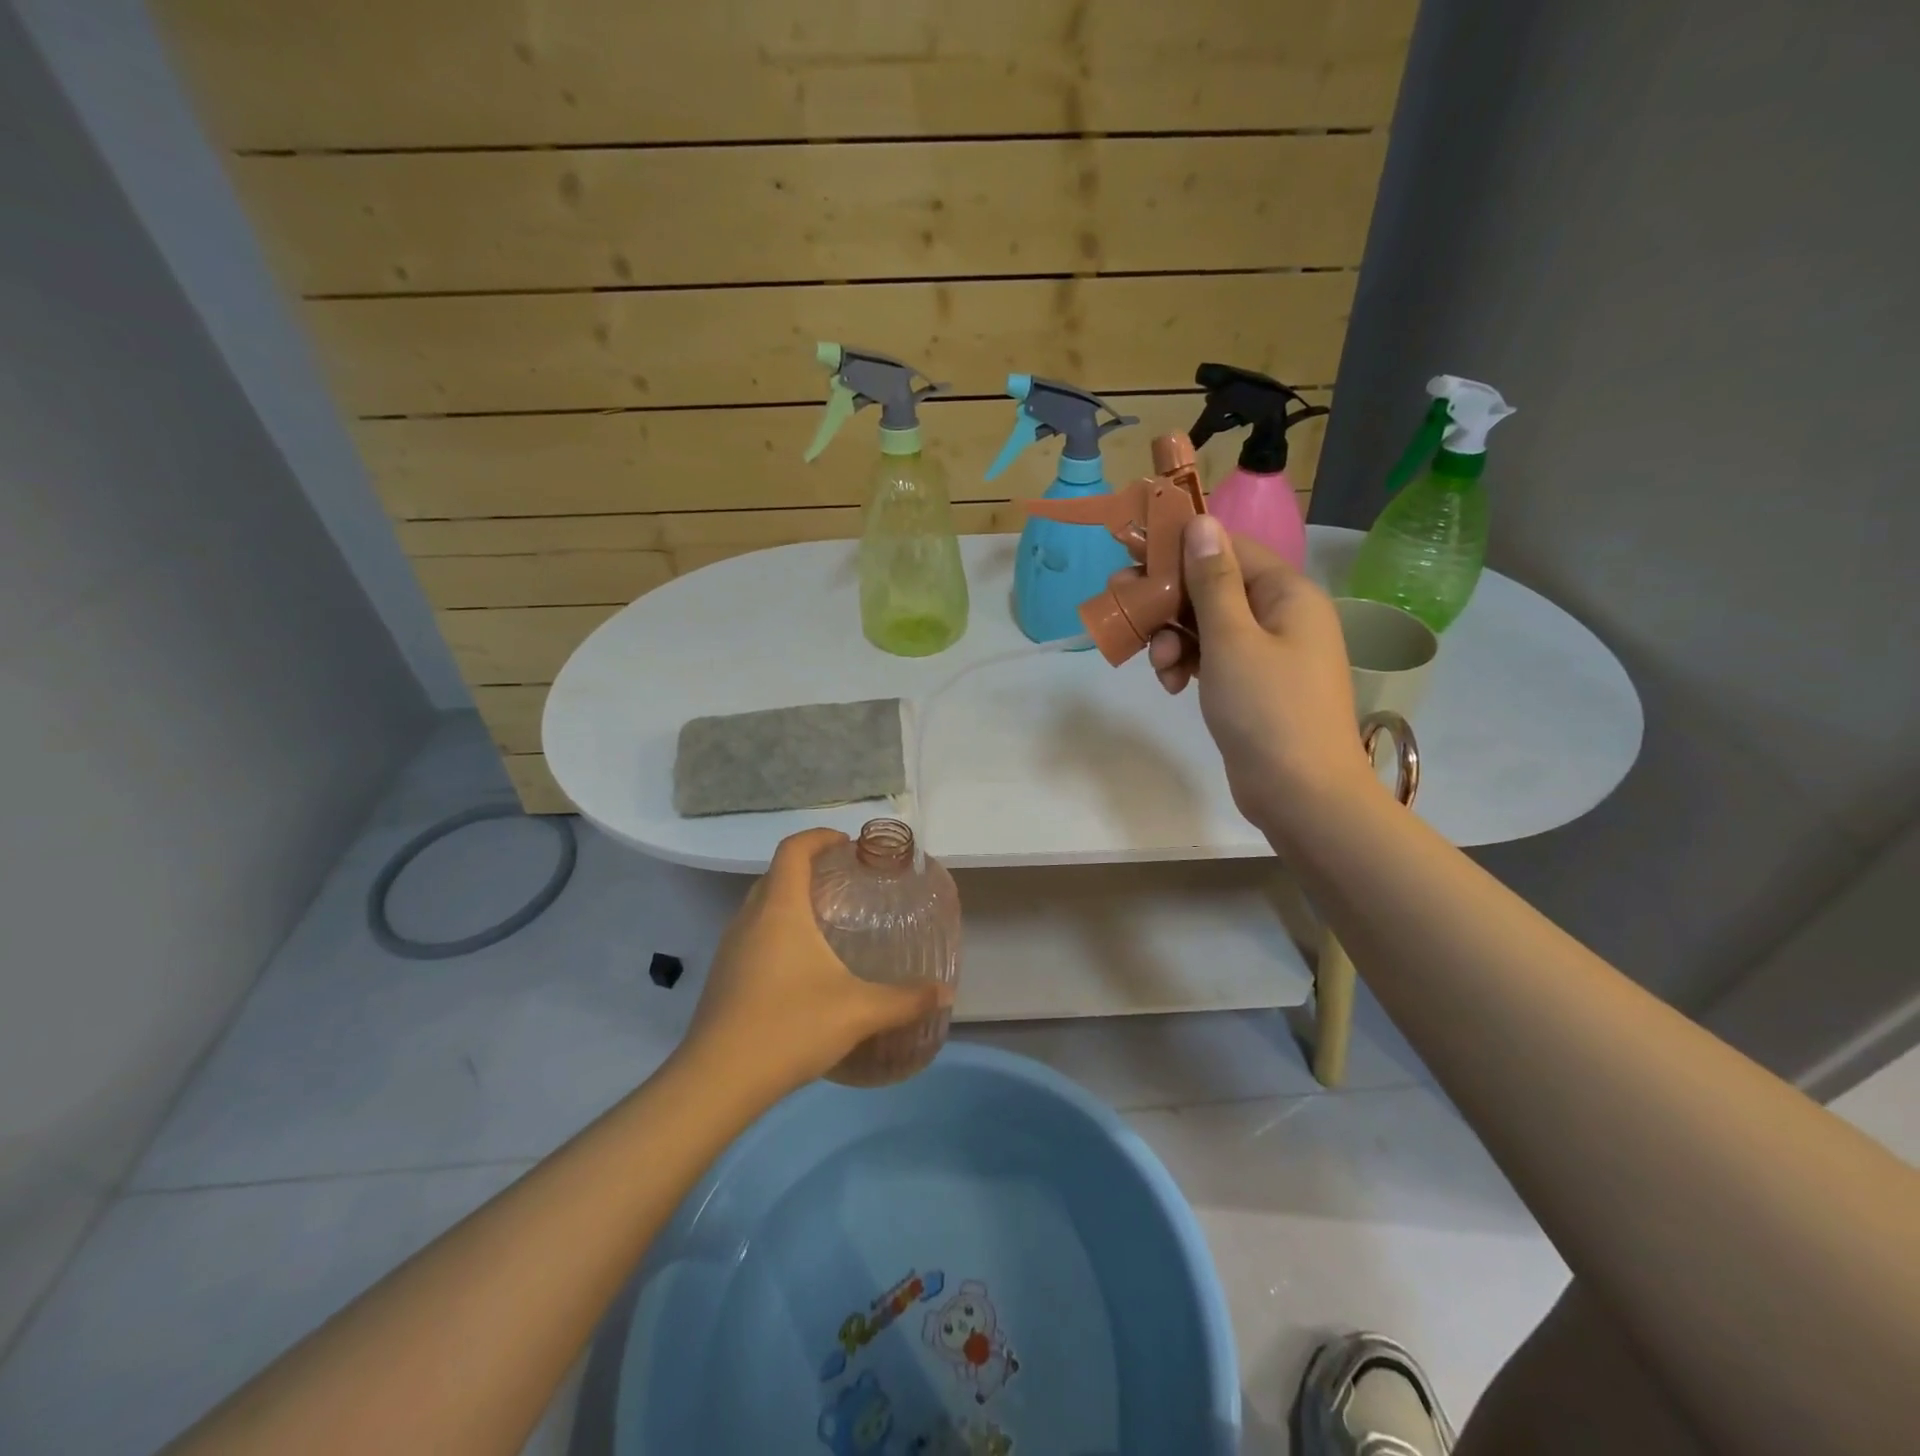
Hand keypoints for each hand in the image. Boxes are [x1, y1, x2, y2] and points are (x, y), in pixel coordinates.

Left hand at [679, 829, 952, 1100]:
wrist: (717, 1081)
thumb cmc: (789, 1026)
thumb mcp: (858, 1011)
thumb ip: (905, 1000)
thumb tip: (945, 993)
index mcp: (780, 908)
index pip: (793, 849)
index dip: (819, 837)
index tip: (848, 845)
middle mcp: (750, 917)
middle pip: (776, 873)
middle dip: (809, 867)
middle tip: (845, 882)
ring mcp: (730, 947)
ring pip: (761, 905)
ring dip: (791, 899)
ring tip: (827, 921)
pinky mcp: (723, 975)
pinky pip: (753, 933)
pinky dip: (777, 930)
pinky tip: (801, 966)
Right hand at [1148, 517, 1373, 837]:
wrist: (1301, 794)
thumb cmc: (1267, 709)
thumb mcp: (1231, 639)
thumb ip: (1212, 580)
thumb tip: (1202, 522)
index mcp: (1287, 593)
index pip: (1228, 548)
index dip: (1180, 547)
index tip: (1133, 554)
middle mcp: (1281, 615)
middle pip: (1213, 587)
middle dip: (1169, 602)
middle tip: (1126, 609)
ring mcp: (1268, 652)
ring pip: (1207, 626)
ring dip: (1174, 639)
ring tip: (1160, 667)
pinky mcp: (1252, 684)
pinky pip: (1213, 658)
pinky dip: (1189, 665)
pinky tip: (1172, 685)